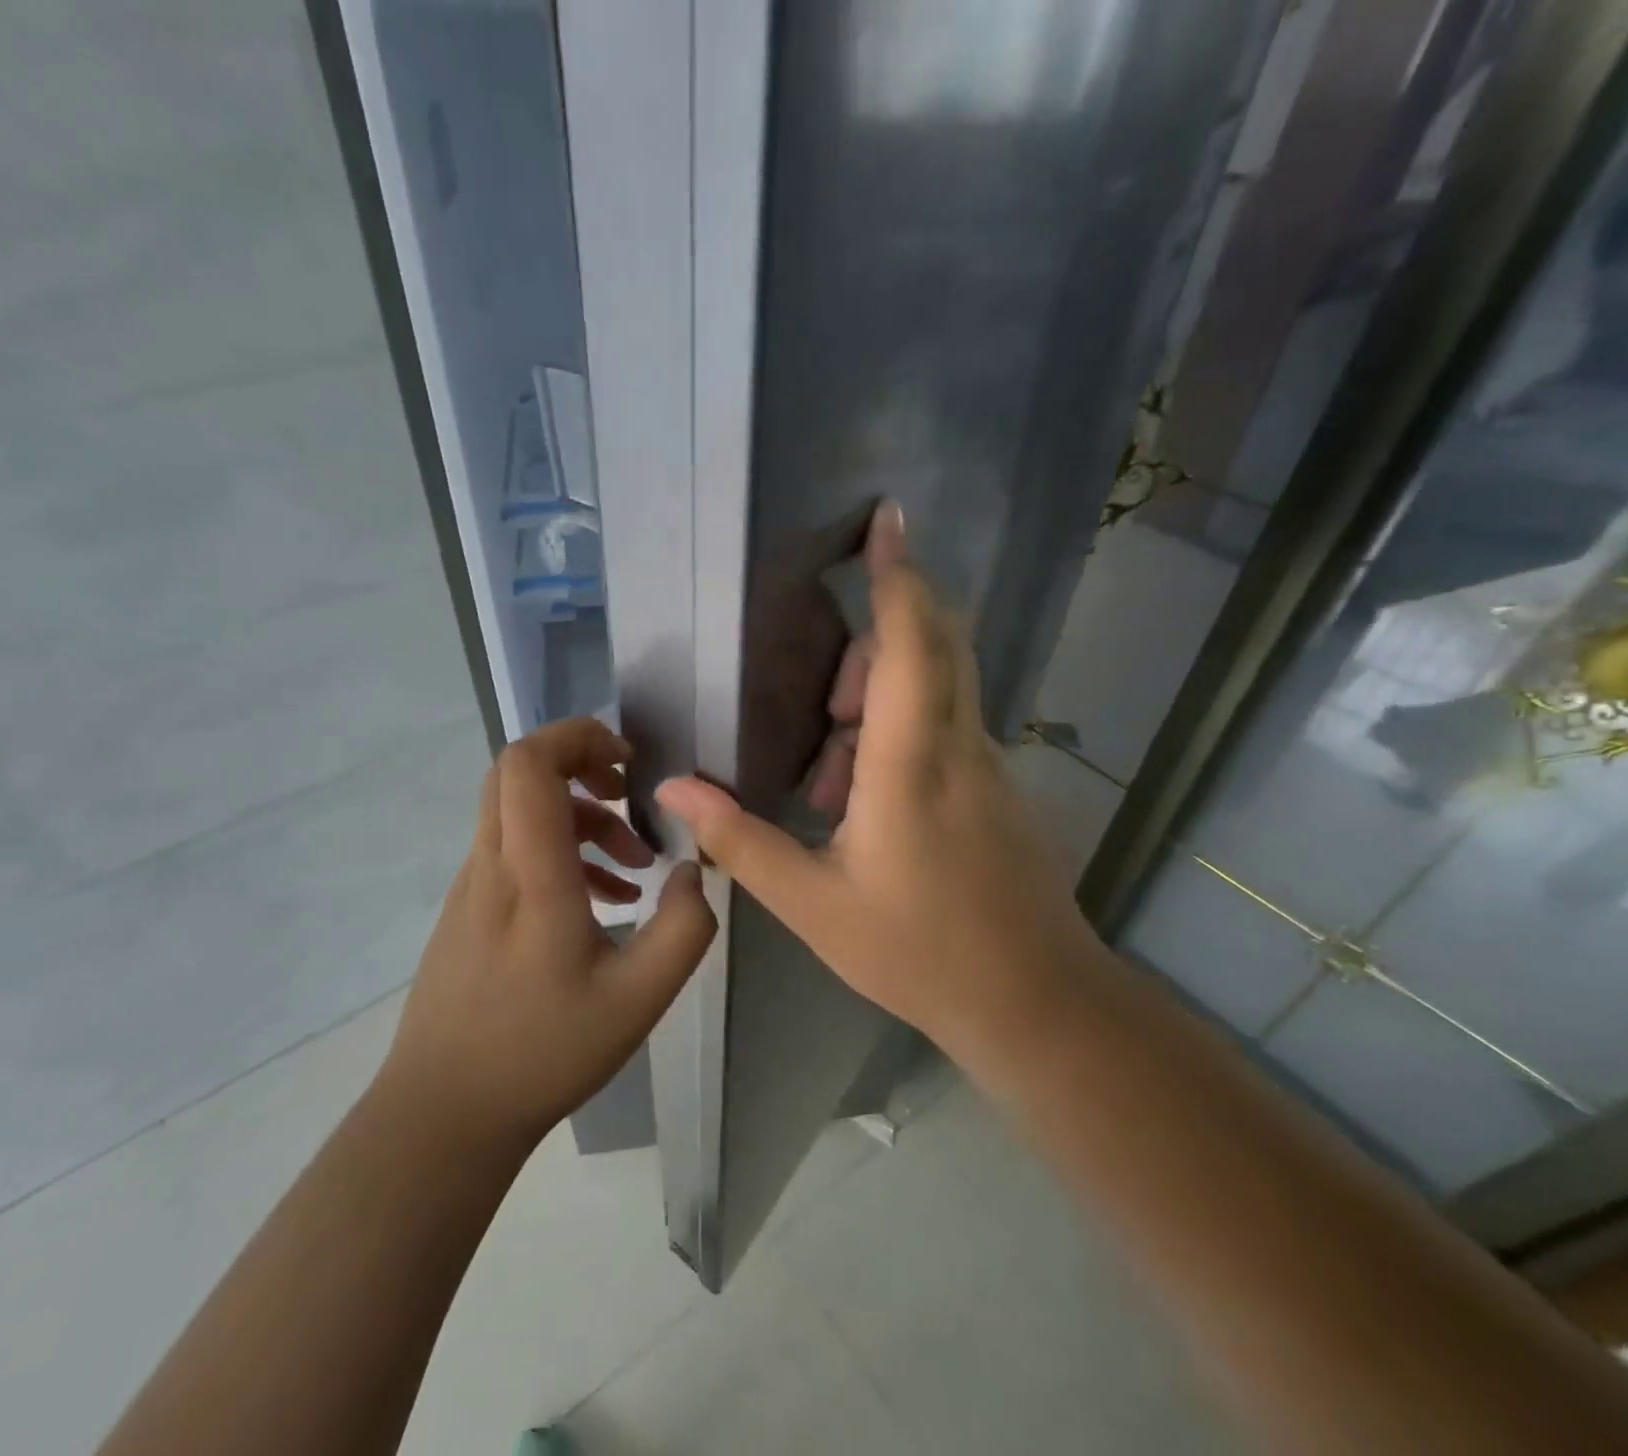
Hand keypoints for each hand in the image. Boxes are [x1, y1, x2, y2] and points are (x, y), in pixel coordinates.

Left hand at [382, 717, 716, 1150]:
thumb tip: (694, 870)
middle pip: (516, 771)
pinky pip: (513, 851)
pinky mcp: (467, 909)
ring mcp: (471, 886)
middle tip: (627, 795)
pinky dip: (560, 852)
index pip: (528, 762)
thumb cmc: (543, 1052)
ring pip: (518, 811)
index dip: (576, 737)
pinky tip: (602, 903)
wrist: (444, 1111)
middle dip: (578, 764)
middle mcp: (492, 864)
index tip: (626, 762)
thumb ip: (684, 927)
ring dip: (579, 818)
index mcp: (530, 873)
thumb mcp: (639, 998)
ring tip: (633, 866)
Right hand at [654, 504, 1102, 1056]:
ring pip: (939, 688)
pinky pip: (947, 727)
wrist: (1036, 1004)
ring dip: (879, 701)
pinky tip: (861, 807)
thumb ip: (741, 841)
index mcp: (912, 764)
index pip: (911, 642)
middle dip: (874, 642)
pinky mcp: (997, 789)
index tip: (886, 518)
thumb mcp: (812, 903)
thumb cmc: (918, 952)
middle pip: (934, 645)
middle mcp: (960, 747)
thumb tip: (675, 792)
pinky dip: (899, 735)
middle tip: (822, 707)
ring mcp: (988, 766)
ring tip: (829, 782)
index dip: (899, 575)